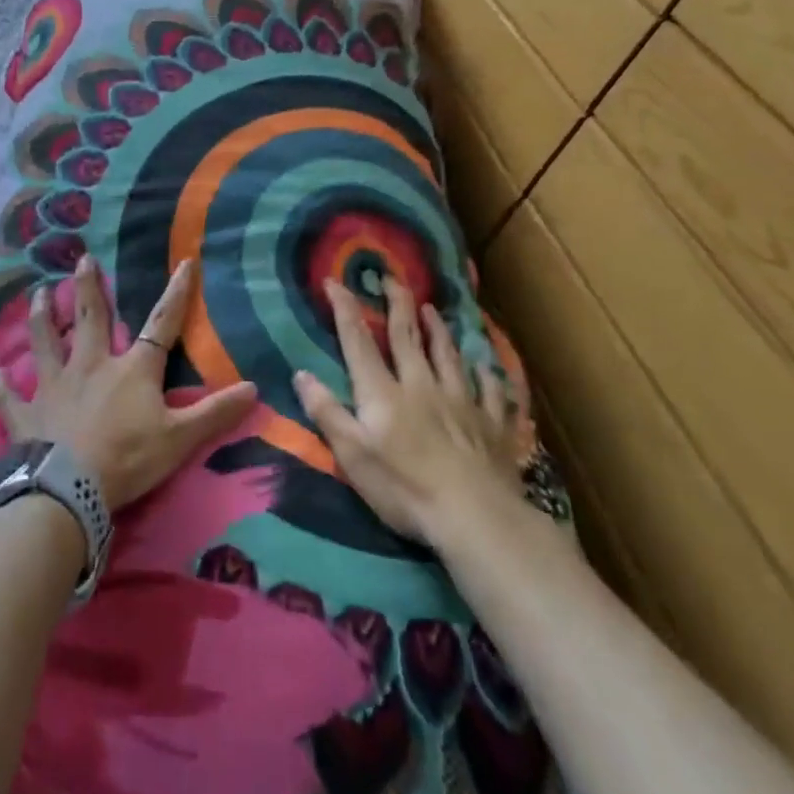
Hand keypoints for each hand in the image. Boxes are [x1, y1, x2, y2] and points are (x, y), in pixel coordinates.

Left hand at [0, 256, 257, 511]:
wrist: (68, 489)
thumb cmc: (128, 459)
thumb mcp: (180, 439)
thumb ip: (215, 413)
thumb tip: (254, 388)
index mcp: (131, 370)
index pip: (161, 325)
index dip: (176, 294)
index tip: (184, 262)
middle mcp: (90, 366)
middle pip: (90, 318)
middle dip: (89, 287)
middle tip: (82, 259)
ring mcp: (54, 386)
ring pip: (45, 343)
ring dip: (41, 318)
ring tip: (38, 294)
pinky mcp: (27, 414)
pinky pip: (10, 397)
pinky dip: (1, 388)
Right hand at [293, 276, 535, 545]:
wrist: (475, 515)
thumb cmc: (404, 489)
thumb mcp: (353, 455)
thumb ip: (327, 412)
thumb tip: (301, 373)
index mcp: (384, 393)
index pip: (359, 342)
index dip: (345, 309)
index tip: (334, 281)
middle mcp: (421, 385)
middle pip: (408, 337)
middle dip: (397, 304)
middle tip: (391, 278)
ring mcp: (461, 402)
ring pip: (448, 356)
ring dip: (439, 330)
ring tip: (433, 309)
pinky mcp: (492, 424)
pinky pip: (492, 392)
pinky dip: (489, 376)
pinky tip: (489, 367)